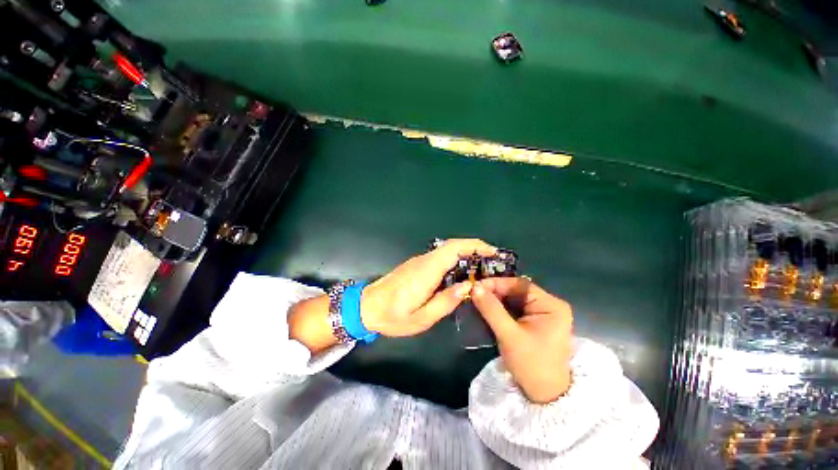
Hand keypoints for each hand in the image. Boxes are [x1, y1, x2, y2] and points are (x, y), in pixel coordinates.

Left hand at [288, 239, 494, 352]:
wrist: (366, 307)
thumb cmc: (393, 316)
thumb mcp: (422, 318)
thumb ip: (446, 302)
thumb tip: (468, 287)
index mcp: (427, 271)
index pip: (453, 248)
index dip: (474, 245)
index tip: (492, 251)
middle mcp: (424, 261)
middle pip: (453, 246)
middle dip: (475, 249)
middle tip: (492, 264)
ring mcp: (419, 261)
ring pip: (447, 251)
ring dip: (466, 255)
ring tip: (481, 271)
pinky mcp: (417, 265)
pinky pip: (440, 258)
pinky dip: (455, 261)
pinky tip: (462, 275)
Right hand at [471, 277, 573, 403]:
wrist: (546, 395)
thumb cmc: (531, 365)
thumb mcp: (509, 335)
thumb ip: (491, 309)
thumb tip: (475, 287)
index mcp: (551, 305)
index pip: (519, 285)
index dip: (497, 283)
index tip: (476, 285)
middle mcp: (549, 305)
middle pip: (517, 291)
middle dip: (495, 291)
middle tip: (474, 293)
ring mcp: (543, 313)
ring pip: (514, 299)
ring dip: (496, 299)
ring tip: (477, 299)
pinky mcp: (535, 322)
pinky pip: (515, 309)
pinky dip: (501, 308)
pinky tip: (487, 308)